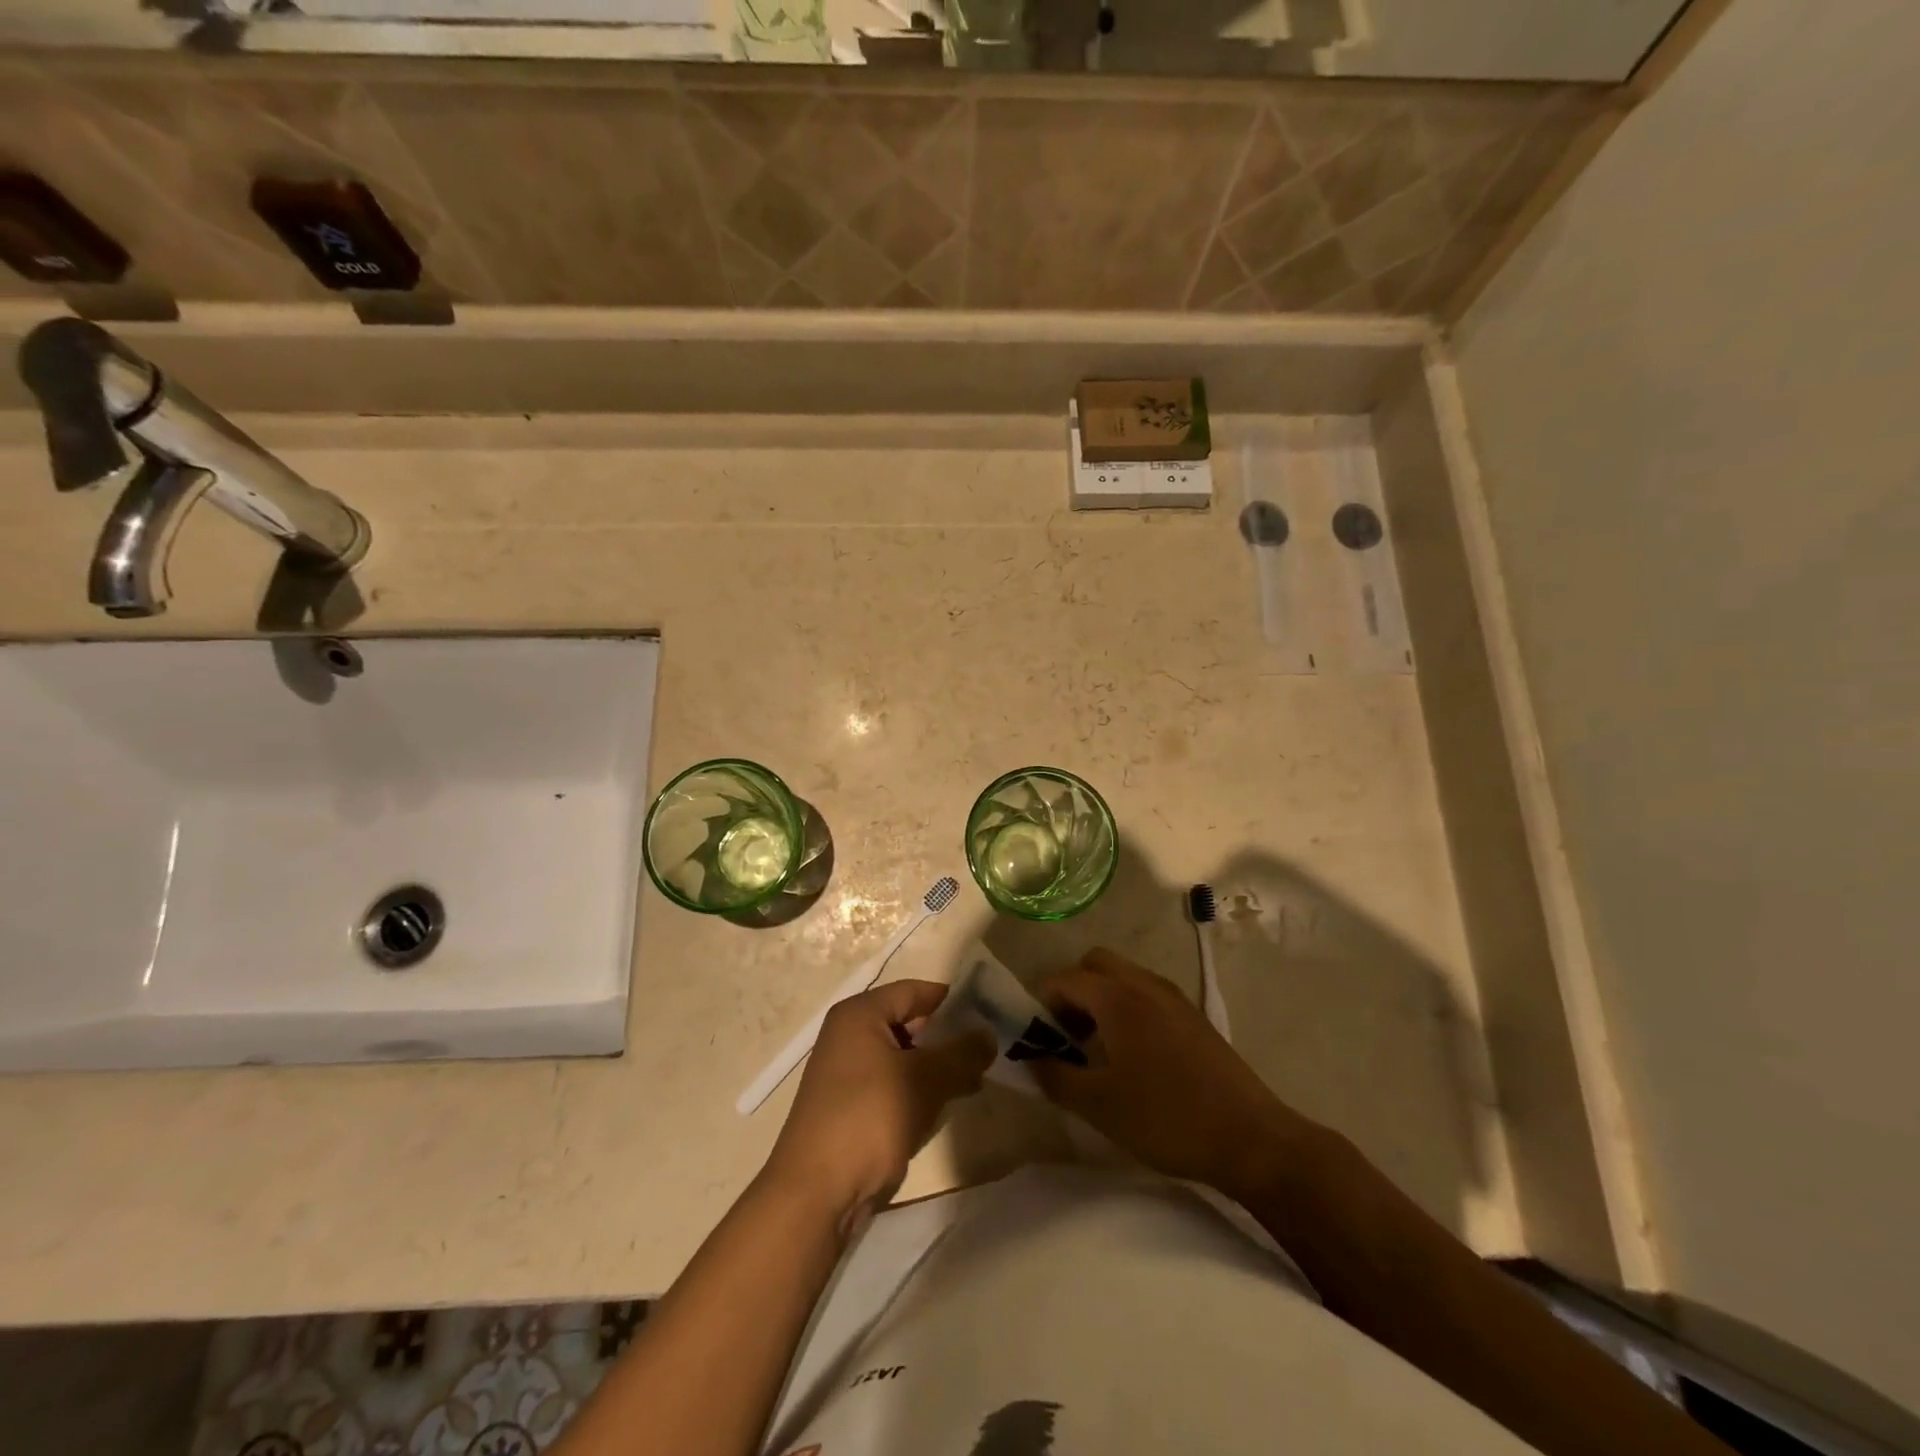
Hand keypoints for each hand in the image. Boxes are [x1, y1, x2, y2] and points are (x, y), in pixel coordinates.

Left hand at [762, 979, 992, 1230]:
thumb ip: (961, 1054)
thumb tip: (990, 1034)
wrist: (817, 1193)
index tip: (989, 1011)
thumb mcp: (923, 1080)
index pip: (914, 991)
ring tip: (976, 1079)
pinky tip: (946, 1106)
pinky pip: (892, 1085)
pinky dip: (918, 1090)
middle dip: (947, 1037)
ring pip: (903, 1058)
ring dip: (936, 1067)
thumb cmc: (869, 1117)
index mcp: (859, 1015)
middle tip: (988, 1050)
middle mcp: (849, 1036)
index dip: (951, 999)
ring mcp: (847, 1074)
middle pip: (908, 1023)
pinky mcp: (851, 1107)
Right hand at [1031, 948, 1319, 1203]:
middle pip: (1095, 964)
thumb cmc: (1167, 1118)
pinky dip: (1127, 1007)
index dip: (1042, 1004)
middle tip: (1067, 1035)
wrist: (1251, 1139)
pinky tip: (1133, 1055)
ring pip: (1123, 976)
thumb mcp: (1099, 1106)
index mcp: (1118, 998)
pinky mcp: (1193, 1016)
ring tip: (1098, 1048)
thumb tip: (1031, 1058)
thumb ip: (1056, 1077)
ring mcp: (1173, 997)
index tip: (1040, 1040)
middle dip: (1072, 991)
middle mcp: (1145, 984)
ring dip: (1100, 999)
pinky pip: (1146, 993)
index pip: (1065, 979)